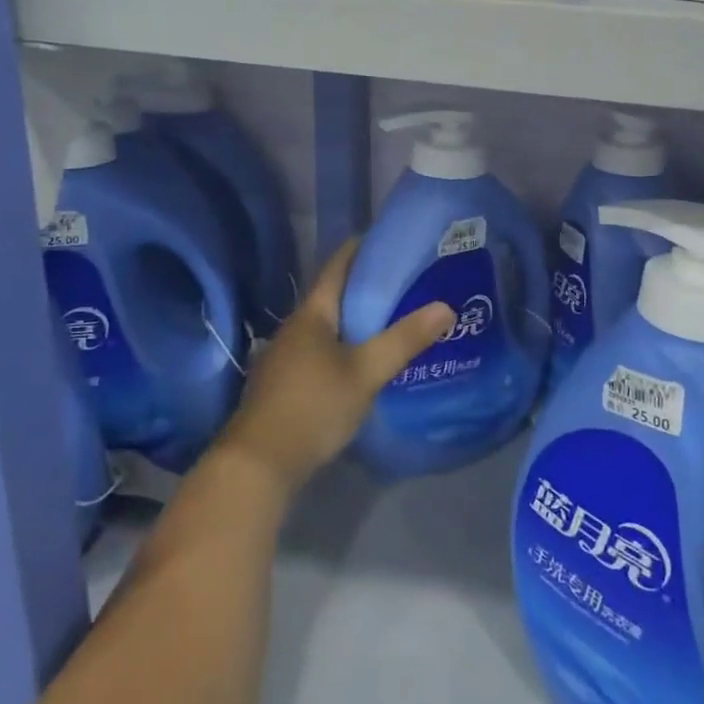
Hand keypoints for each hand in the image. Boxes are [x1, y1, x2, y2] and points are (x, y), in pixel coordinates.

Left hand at [216, 240, 452, 497]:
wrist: (258, 464)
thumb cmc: (313, 406)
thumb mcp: (366, 372)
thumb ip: (404, 340)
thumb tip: (446, 307)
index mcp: (312, 314)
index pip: (337, 266)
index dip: (361, 248)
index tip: (389, 239)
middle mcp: (295, 328)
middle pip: (332, 296)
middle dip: (365, 286)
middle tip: (405, 282)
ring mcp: (285, 357)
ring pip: (327, 327)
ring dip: (356, 319)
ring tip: (392, 319)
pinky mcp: (285, 384)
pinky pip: (321, 351)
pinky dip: (344, 346)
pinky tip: (364, 361)